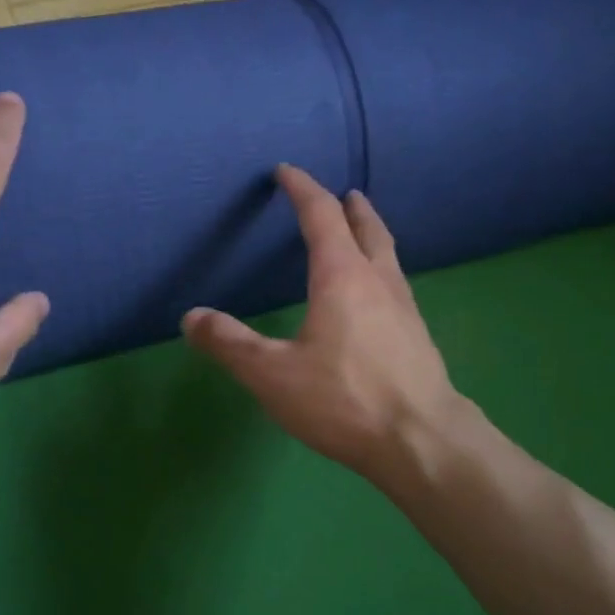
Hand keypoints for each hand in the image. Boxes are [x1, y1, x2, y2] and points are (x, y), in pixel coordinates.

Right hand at [182, 165, 472, 493]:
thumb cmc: (344, 400)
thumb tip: (191, 317)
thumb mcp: (272, 374)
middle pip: (367, 229)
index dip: (302, 189)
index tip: (287, 172)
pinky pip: (396, 284)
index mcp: (341, 277)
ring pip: (388, 256)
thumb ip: (230, 344)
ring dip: (372, 235)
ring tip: (363, 233)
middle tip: (344, 194)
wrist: (422, 443)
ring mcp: (405, 308)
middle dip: (351, 208)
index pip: (321, 217)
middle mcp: (377, 282)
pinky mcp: (418, 336)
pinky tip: (376, 296)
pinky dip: (382, 269)